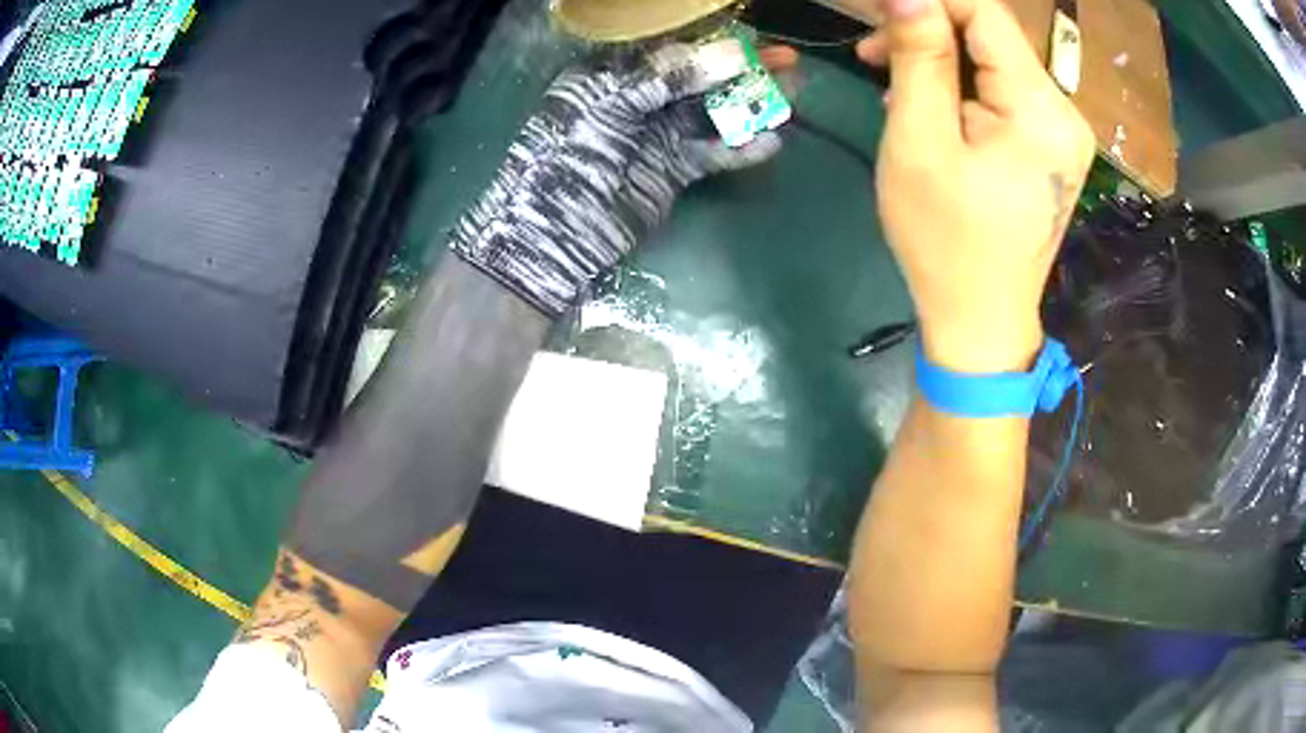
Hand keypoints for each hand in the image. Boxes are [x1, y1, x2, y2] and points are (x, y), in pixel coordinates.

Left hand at [452, 42, 797, 317]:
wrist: (556, 233)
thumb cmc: (569, 155)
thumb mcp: (610, 103)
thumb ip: (667, 77)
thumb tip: (731, 56)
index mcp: (613, 74)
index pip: (672, 49)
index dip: (714, 42)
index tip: (753, 40)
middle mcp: (639, 99)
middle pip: (701, 77)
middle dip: (745, 69)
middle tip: (789, 63)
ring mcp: (659, 134)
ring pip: (714, 112)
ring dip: (752, 104)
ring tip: (793, 97)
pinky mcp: (674, 169)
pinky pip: (715, 152)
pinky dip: (742, 148)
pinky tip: (771, 142)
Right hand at [858, 0, 1094, 371]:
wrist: (981, 320)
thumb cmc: (945, 241)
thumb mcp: (920, 143)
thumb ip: (919, 58)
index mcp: (1040, 110)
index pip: (986, 13)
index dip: (931, 1)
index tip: (879, 13)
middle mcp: (1064, 112)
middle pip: (992, 36)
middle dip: (930, 32)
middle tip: (872, 52)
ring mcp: (1061, 131)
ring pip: (994, 62)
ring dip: (940, 60)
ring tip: (892, 83)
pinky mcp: (1049, 146)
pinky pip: (1002, 92)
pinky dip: (960, 87)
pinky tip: (930, 107)